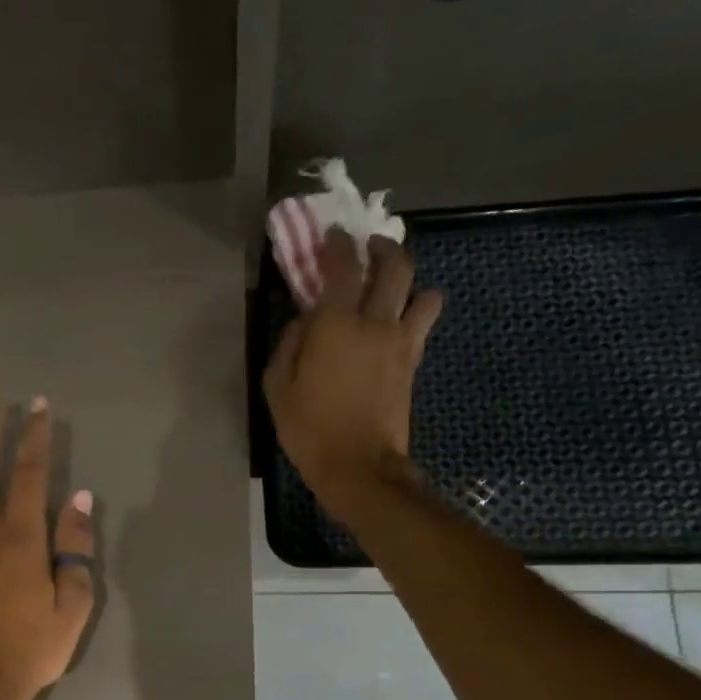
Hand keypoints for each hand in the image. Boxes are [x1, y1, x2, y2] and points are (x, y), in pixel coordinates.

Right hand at [263, 228, 442, 521]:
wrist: (358, 465)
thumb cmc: (309, 428)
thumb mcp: (277, 387)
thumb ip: (289, 344)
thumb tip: (303, 321)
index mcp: (336, 324)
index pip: (343, 266)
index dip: (338, 243)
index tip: (332, 234)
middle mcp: (376, 322)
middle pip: (395, 266)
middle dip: (383, 248)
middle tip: (371, 247)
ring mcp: (401, 342)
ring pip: (422, 292)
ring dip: (410, 282)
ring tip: (395, 288)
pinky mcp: (413, 363)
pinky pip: (423, 324)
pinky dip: (415, 312)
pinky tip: (400, 320)